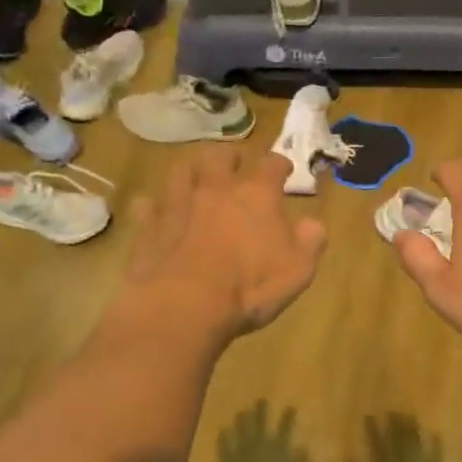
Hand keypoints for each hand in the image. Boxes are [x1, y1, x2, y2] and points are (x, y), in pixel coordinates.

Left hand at [118, 146, 326, 343]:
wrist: (185, 305)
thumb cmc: (250, 287)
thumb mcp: (299, 270)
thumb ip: (310, 241)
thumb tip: (312, 224)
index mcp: (257, 195)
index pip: (271, 164)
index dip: (280, 164)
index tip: (284, 170)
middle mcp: (216, 189)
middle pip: (220, 156)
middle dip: (230, 156)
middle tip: (234, 162)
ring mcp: (178, 204)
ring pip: (181, 170)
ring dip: (191, 170)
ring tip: (195, 176)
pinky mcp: (149, 226)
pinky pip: (148, 205)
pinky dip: (155, 205)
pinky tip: (158, 212)